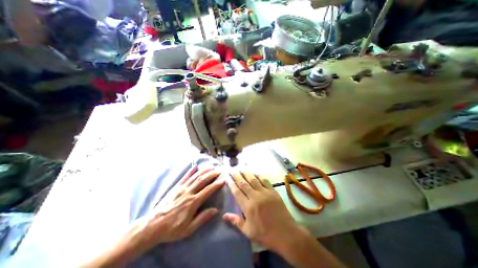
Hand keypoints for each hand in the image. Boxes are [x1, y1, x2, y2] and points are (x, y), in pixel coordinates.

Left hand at [134, 168, 224, 250]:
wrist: (152, 226)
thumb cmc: (172, 229)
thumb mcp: (189, 228)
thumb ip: (202, 218)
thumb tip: (216, 210)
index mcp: (192, 202)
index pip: (207, 190)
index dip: (216, 185)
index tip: (223, 180)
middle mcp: (188, 192)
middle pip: (202, 180)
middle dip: (211, 174)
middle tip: (218, 171)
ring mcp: (181, 188)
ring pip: (194, 177)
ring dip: (203, 171)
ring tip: (210, 167)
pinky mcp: (175, 187)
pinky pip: (184, 177)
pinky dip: (190, 171)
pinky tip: (195, 167)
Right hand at [222, 173, 308, 252]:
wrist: (286, 233)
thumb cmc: (265, 234)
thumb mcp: (248, 232)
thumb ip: (236, 221)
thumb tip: (224, 215)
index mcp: (248, 207)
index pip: (237, 192)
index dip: (232, 184)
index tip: (228, 178)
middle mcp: (255, 197)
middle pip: (244, 183)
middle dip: (237, 176)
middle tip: (232, 170)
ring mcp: (265, 193)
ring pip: (253, 180)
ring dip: (246, 173)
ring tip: (241, 168)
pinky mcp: (273, 191)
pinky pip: (265, 180)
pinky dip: (259, 175)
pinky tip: (255, 172)